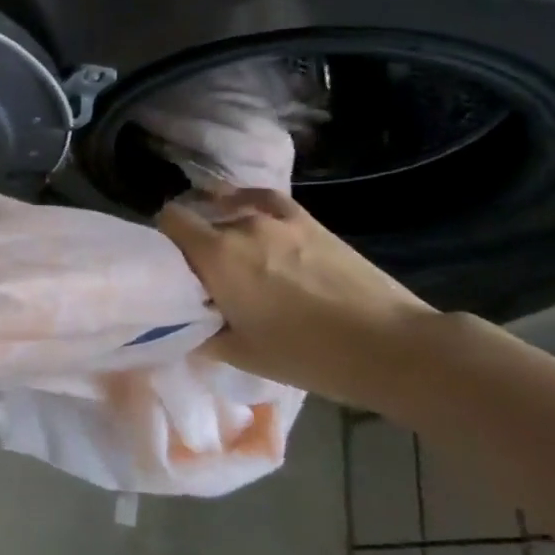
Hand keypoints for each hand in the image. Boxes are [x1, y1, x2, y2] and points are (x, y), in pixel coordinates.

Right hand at [158, 189, 437, 406]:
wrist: (392, 347)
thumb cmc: (309, 355)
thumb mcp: (242, 355)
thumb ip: (202, 333)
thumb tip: (184, 323)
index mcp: (216, 256)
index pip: (169, 220)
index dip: (162, 238)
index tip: (168, 263)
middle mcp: (240, 225)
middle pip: (200, 217)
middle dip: (193, 239)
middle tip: (203, 273)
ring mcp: (277, 218)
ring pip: (230, 210)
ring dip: (222, 228)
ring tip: (232, 254)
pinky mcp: (307, 220)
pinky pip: (264, 200)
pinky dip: (248, 204)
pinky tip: (248, 215)